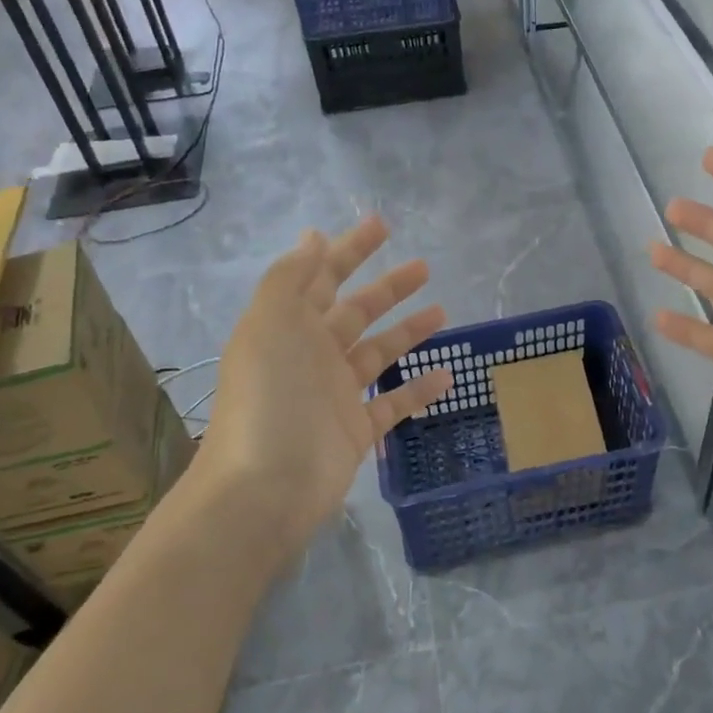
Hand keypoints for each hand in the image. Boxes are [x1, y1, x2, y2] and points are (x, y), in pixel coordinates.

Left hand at [181, 218, 452, 568]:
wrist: (265, 487)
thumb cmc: (269, 396)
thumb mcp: (271, 322)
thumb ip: (292, 276)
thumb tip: (313, 237)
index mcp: (288, 326)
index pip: (322, 276)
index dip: (350, 249)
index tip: (382, 225)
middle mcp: (311, 355)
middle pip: (356, 311)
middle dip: (387, 287)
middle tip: (424, 266)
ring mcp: (335, 394)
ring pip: (378, 353)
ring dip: (408, 331)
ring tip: (443, 312)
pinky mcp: (356, 430)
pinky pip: (393, 402)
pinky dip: (418, 388)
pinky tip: (447, 375)